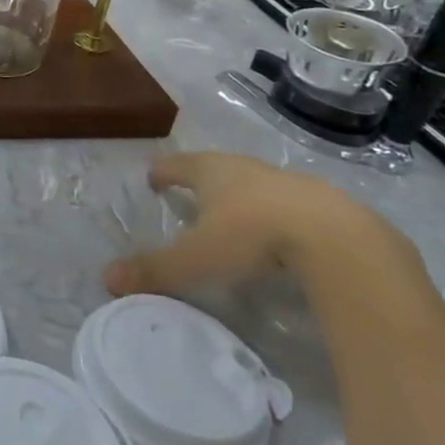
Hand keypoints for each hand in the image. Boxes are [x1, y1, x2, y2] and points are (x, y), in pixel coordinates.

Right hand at [103, 151, 391, 297]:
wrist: (337, 238)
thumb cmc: (254, 237)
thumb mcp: (197, 258)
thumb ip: (155, 269)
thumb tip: (107, 278)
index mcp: (211, 173)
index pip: (176, 166)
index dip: (163, 172)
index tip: (153, 177)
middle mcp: (245, 168)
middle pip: (216, 167)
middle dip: (201, 178)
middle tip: (191, 192)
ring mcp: (286, 181)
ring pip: (254, 182)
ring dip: (241, 194)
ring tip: (234, 214)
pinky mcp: (322, 202)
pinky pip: (289, 202)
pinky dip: (277, 212)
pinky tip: (281, 234)